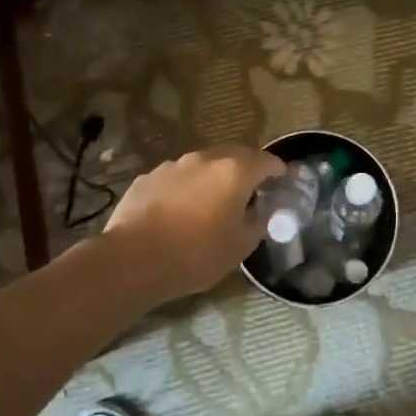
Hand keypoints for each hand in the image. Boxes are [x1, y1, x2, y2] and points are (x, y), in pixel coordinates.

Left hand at [99, 145, 286, 307]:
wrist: (132, 259)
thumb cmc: (195, 255)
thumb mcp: (240, 247)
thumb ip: (259, 223)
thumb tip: (265, 213)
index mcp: (235, 172)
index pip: (267, 160)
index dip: (278, 170)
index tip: (283, 182)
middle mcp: (205, 159)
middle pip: (235, 155)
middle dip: (247, 169)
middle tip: (252, 190)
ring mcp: (174, 165)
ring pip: (203, 165)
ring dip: (214, 177)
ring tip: (213, 202)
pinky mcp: (149, 176)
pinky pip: (178, 177)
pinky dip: (187, 188)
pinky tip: (180, 211)